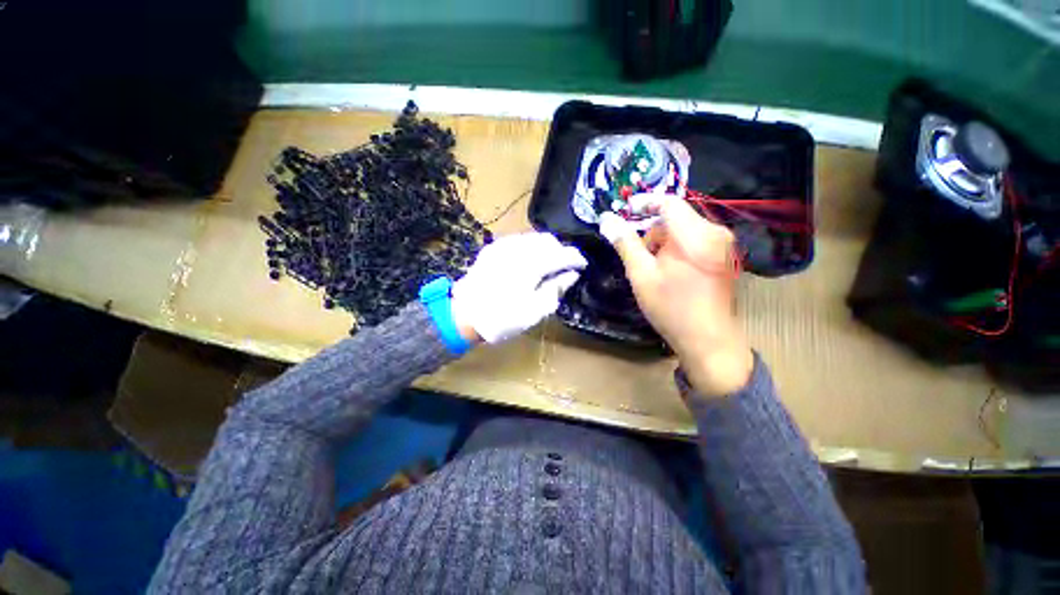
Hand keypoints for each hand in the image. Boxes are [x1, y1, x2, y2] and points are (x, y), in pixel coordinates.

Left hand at [452, 232, 587, 343]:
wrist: (464, 316)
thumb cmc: (502, 318)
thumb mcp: (535, 311)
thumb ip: (556, 289)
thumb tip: (572, 274)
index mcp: (532, 265)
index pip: (562, 254)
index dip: (576, 258)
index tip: (582, 266)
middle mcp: (519, 248)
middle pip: (549, 240)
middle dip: (561, 250)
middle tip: (565, 267)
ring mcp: (503, 245)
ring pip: (533, 237)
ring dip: (546, 247)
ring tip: (548, 264)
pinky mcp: (492, 248)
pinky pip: (518, 240)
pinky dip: (529, 247)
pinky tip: (528, 260)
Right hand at [600, 197, 753, 396]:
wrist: (708, 340)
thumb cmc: (671, 306)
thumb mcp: (641, 274)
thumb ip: (625, 243)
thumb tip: (607, 219)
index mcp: (696, 234)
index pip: (668, 203)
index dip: (644, 203)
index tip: (626, 212)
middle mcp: (715, 232)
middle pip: (676, 218)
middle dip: (654, 234)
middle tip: (641, 260)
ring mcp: (723, 245)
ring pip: (684, 231)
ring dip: (665, 244)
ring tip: (657, 272)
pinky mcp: (724, 257)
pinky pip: (695, 242)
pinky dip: (678, 251)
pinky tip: (673, 274)